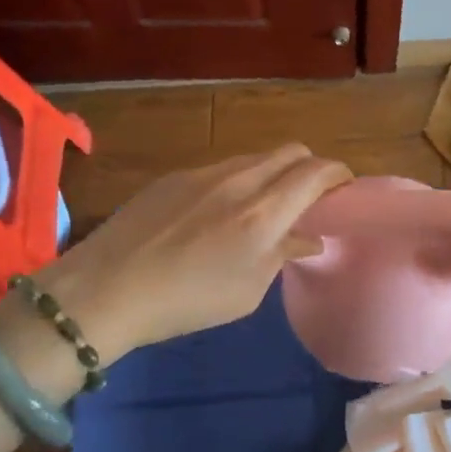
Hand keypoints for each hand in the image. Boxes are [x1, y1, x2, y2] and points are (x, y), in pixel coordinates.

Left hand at [33, 145, 351, 360]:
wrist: (105, 289)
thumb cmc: (187, 300)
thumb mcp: (248, 290)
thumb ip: (283, 254)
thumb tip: (307, 237)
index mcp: (265, 210)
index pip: (317, 171)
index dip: (339, 174)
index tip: (345, 189)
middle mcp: (240, 179)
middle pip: (291, 151)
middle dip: (310, 167)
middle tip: (309, 198)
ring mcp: (205, 172)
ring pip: (256, 157)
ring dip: (274, 174)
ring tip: (264, 208)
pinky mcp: (175, 176)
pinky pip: (223, 168)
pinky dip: (240, 181)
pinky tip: (219, 214)